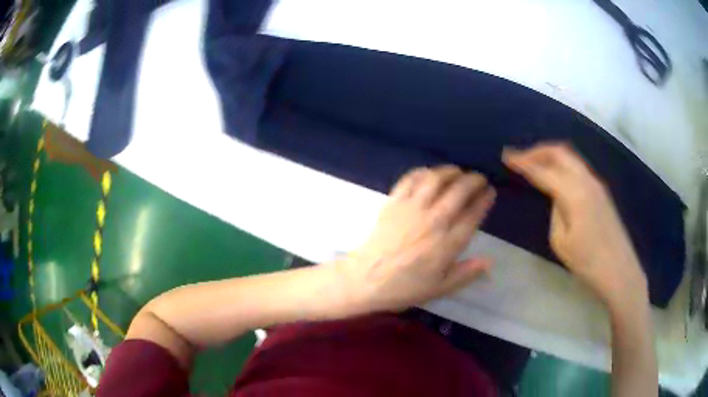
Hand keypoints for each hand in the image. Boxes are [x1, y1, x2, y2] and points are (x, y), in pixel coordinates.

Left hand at [338, 166, 495, 313]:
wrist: (366, 279)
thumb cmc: (404, 287)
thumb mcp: (440, 289)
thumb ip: (466, 274)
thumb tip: (489, 261)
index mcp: (448, 243)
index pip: (473, 214)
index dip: (485, 199)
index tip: (490, 192)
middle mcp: (434, 220)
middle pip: (459, 191)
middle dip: (474, 180)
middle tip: (479, 179)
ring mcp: (412, 208)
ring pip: (436, 179)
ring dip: (450, 171)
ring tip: (458, 171)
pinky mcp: (394, 202)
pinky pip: (410, 179)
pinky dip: (422, 172)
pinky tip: (429, 173)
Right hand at [503, 143, 647, 308]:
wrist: (620, 271)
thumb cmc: (588, 263)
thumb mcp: (561, 241)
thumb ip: (555, 211)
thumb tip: (556, 196)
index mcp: (575, 193)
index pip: (543, 171)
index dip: (523, 162)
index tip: (506, 157)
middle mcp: (587, 180)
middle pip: (559, 152)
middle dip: (537, 151)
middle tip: (520, 158)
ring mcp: (597, 183)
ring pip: (570, 157)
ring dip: (550, 156)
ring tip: (535, 164)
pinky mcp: (601, 191)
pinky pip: (578, 167)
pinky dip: (562, 165)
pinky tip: (556, 176)